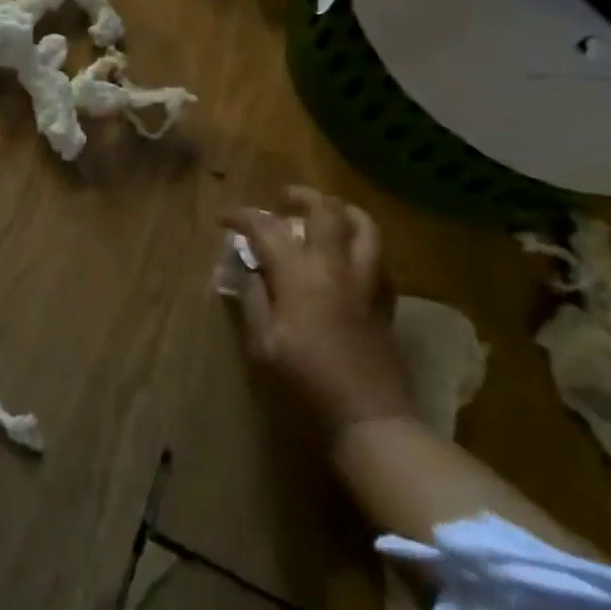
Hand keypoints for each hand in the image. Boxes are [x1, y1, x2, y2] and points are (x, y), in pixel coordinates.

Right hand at [223, 188, 414, 441]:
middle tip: (283, 199)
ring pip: (363, 225)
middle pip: (325, 210)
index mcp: (299, 272)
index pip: (266, 227)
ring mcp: (366, 279)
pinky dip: (361, 245)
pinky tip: (349, 256)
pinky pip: (378, 257)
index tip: (225, 218)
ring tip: (325, 214)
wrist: (367, 414)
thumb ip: (254, 298)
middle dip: (301, 196)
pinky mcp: (385, 298)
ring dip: (341, 211)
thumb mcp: (263, 341)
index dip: (242, 216)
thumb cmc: (306, 378)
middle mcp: (335, 265)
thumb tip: (249, 269)